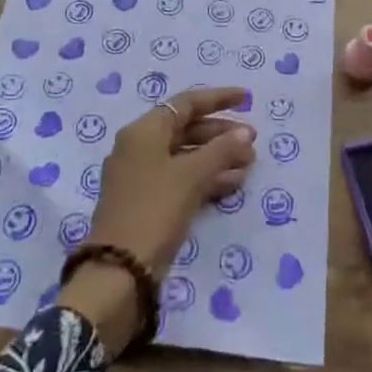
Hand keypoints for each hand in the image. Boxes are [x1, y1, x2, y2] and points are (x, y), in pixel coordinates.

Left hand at [59, 87, 256, 355]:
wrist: (119, 272)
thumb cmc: (154, 210)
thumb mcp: (191, 176)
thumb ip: (220, 150)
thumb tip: (245, 134)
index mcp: (143, 131)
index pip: (186, 103)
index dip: (218, 99)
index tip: (246, 99)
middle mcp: (139, 147)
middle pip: (186, 129)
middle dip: (221, 134)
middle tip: (252, 142)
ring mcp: (141, 176)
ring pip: (185, 156)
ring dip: (217, 158)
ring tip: (249, 165)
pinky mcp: (147, 202)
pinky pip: (181, 178)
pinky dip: (206, 178)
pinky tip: (232, 184)